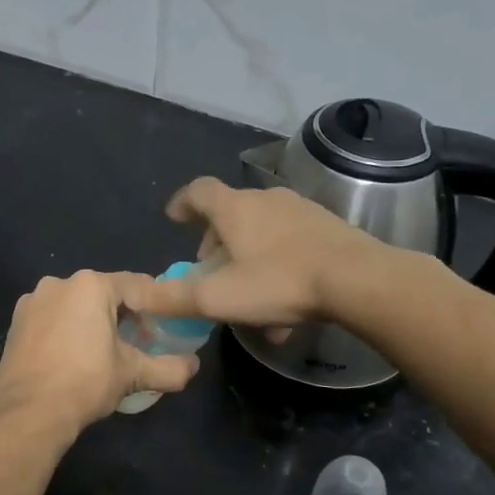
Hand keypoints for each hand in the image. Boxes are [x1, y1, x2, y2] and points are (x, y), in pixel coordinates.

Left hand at [0, 271, 199, 440]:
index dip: (154, 306)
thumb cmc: (85, 382)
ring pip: (74, 305)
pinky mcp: (16, 322)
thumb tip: (194, 367)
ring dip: (91, 321)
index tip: (164, 327)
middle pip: (103, 294)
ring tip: (104, 352)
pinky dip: (66, 330)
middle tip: (137, 343)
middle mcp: (59, 283)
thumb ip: (169, 368)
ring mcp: (32, 301)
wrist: (29, 412)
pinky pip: (51, 318)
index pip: (135, 285)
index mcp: (90, 285)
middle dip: (122, 315)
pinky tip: (72, 356)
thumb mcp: (133, 374)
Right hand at [124, 177, 385, 328]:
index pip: (199, 191)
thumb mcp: (218, 297)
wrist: (359, 280)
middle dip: (216, 240)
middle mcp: (266, 200)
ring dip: (248, 256)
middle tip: (211, 270)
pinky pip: (291, 243)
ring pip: (263, 231)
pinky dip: (278, 265)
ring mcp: (301, 210)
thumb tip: (135, 296)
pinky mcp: (328, 227)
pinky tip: (285, 303)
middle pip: (231, 213)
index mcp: (235, 209)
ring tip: (248, 293)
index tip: (174, 218)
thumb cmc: (279, 282)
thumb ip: (173, 298)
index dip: (182, 202)